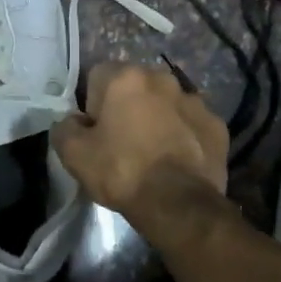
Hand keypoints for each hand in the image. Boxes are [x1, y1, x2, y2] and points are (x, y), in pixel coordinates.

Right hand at [52, 62, 228, 216]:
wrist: (179, 205)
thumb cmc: (122, 171)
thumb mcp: (73, 154)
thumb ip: (64, 128)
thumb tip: (73, 122)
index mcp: (125, 78)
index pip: (97, 76)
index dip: (91, 104)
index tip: (94, 131)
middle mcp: (162, 78)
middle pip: (134, 86)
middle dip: (126, 105)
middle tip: (121, 141)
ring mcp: (194, 100)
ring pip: (166, 102)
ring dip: (157, 117)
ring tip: (152, 151)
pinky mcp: (216, 124)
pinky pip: (191, 123)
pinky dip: (183, 134)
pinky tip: (177, 160)